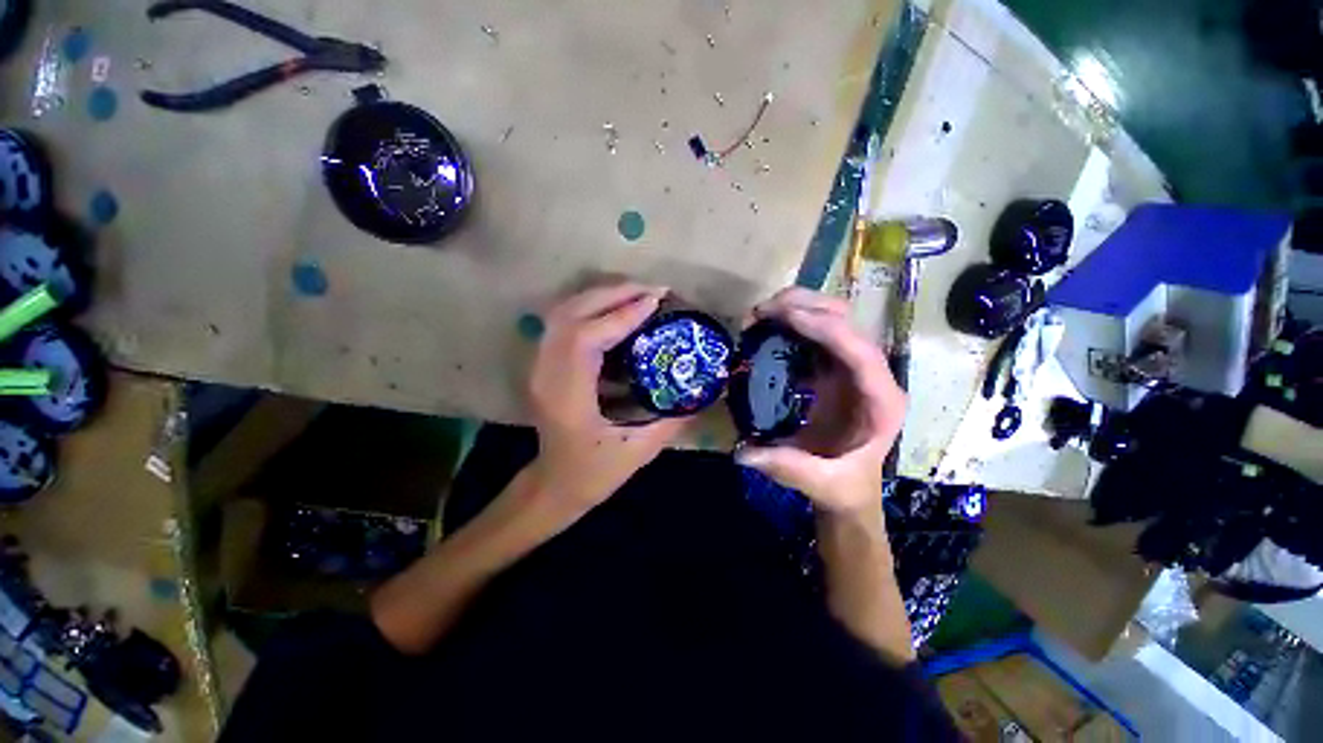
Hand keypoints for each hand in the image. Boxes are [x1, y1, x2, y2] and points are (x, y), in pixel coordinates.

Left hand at [527, 283, 689, 508]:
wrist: (554, 485)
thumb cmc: (593, 474)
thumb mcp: (639, 452)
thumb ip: (673, 419)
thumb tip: (707, 389)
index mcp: (567, 399)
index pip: (585, 338)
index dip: (620, 314)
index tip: (655, 302)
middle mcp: (546, 376)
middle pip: (569, 315)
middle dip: (611, 294)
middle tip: (651, 290)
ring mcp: (539, 368)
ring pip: (562, 314)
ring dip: (600, 296)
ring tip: (637, 294)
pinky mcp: (544, 365)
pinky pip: (563, 323)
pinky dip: (590, 308)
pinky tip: (615, 310)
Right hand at [735, 288, 905, 514]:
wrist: (848, 485)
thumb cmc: (843, 485)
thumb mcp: (821, 484)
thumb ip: (787, 468)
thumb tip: (742, 453)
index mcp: (880, 401)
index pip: (860, 352)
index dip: (825, 328)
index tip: (784, 316)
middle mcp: (871, 375)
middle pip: (847, 323)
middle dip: (805, 306)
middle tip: (761, 311)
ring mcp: (853, 367)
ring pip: (832, 319)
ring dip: (797, 308)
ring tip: (760, 314)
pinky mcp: (834, 367)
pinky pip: (816, 333)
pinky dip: (792, 323)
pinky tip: (767, 330)